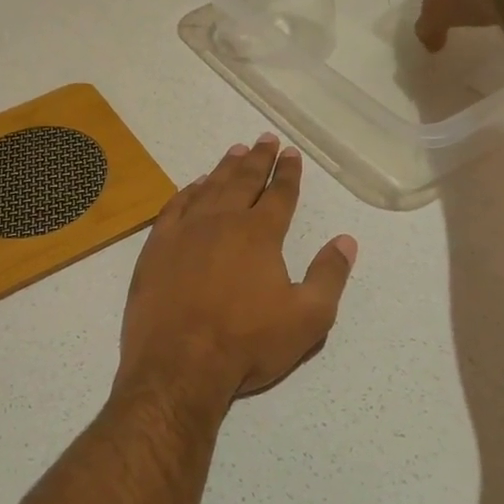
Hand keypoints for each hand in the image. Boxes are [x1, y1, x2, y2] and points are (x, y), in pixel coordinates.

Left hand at [116, 134, 356, 418]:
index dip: (288, 173)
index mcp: (259, 235)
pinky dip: (188, 191)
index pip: (279, 195)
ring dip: (224, 168)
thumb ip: (329, 276)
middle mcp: (222, 222)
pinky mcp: (157, 247)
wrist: (178, 364)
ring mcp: (185, 232)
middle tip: (265, 139)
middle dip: (257, 159)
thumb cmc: (247, 344)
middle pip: (243, 181)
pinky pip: (175, 207)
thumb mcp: (307, 319)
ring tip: (235, 151)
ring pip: (209, 188)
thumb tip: (346, 240)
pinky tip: (194, 186)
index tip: (291, 153)